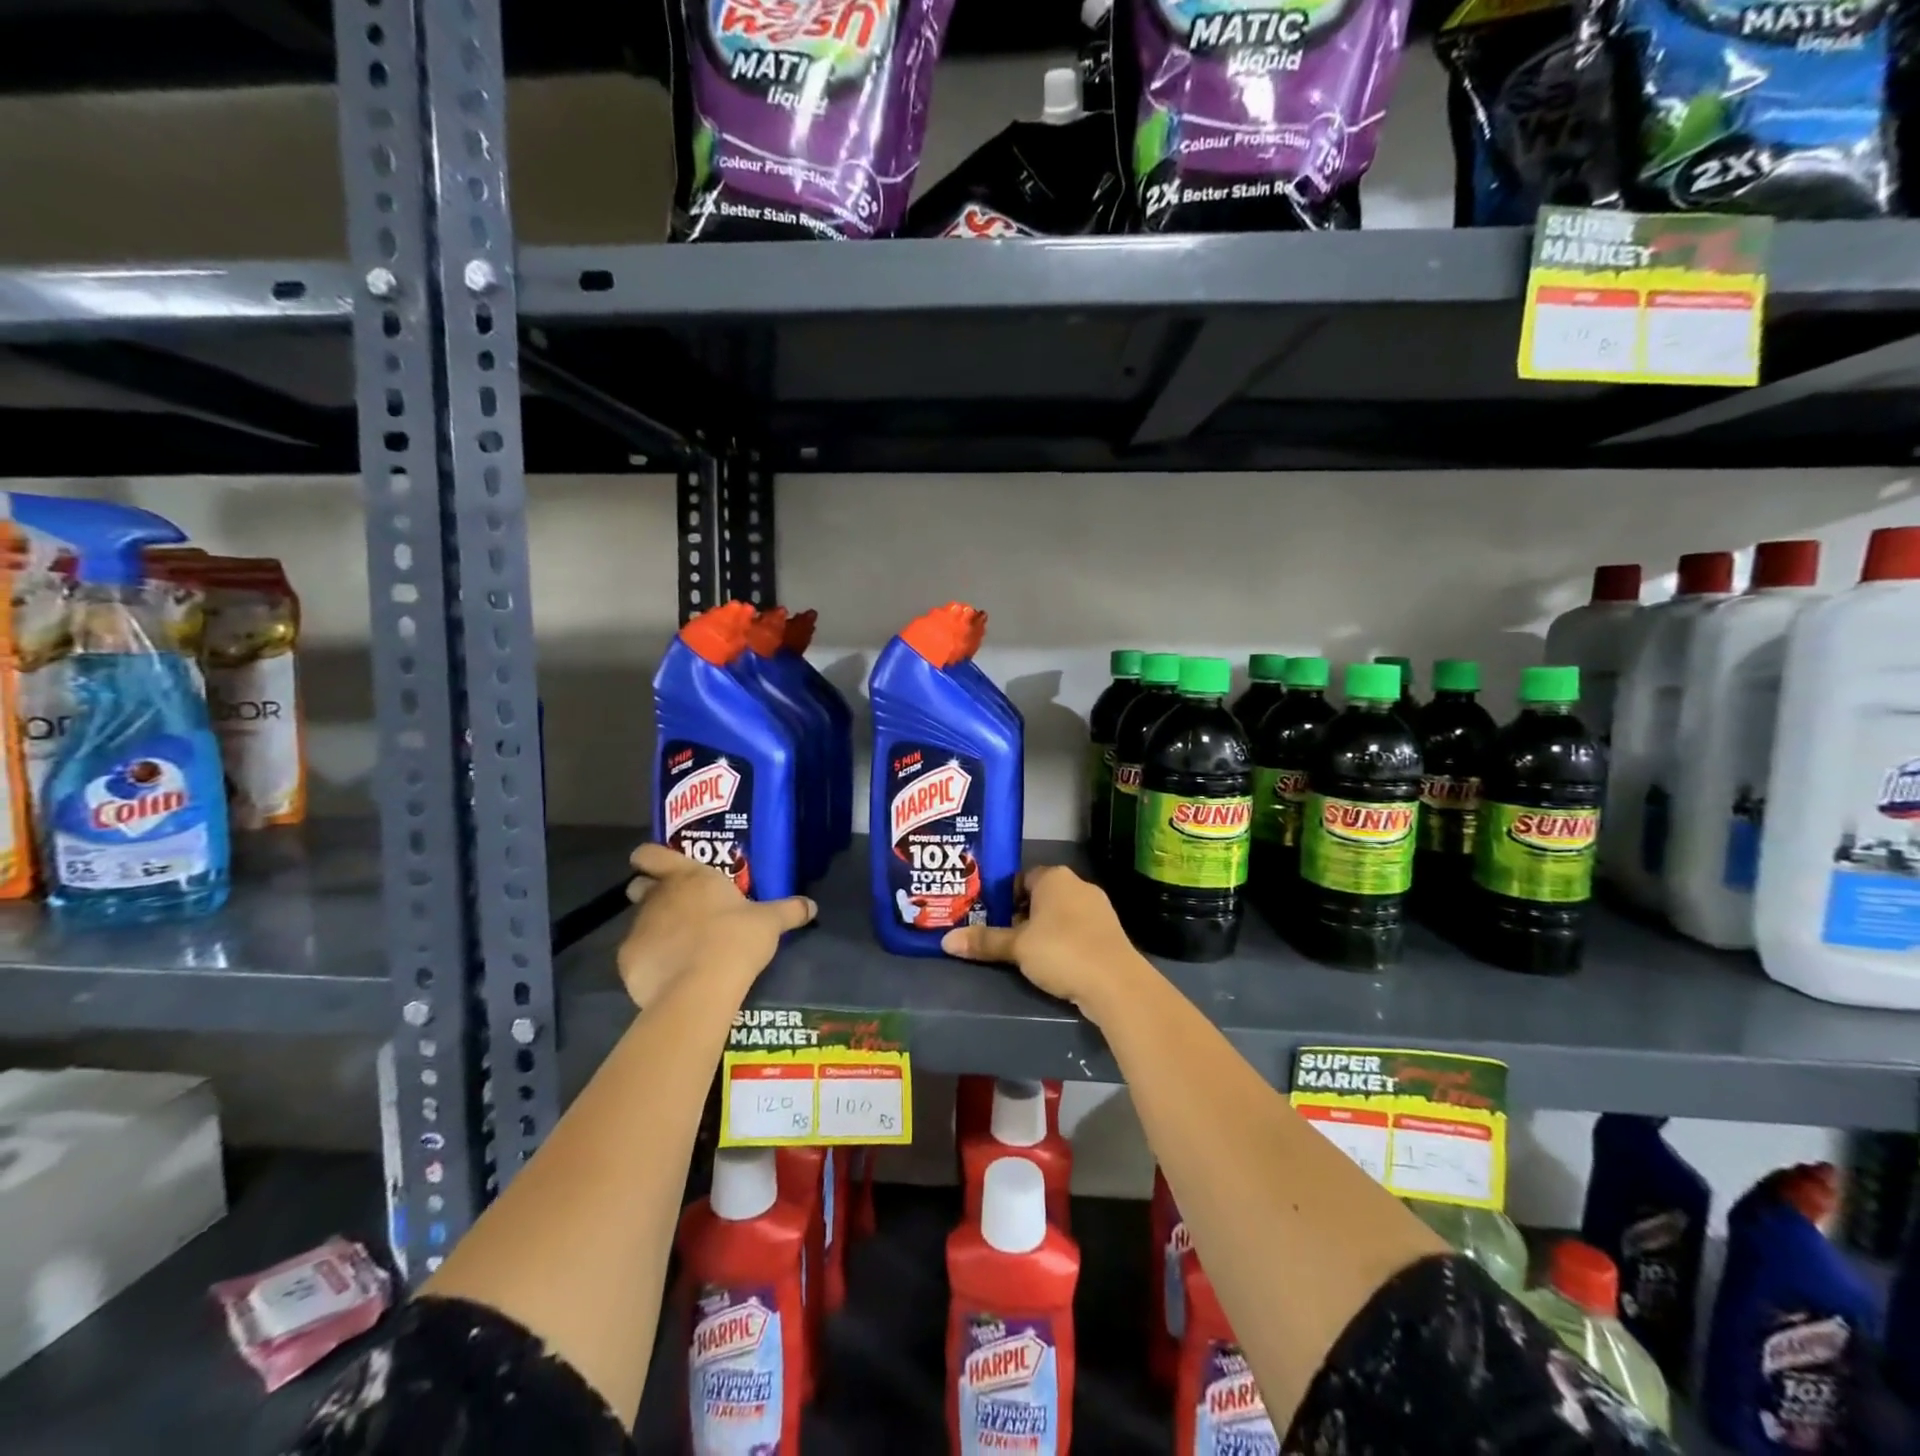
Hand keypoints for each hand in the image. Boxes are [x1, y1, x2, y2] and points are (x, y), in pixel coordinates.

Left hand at [616, 843, 816, 1008]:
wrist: (701, 987)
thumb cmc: (736, 939)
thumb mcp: (770, 922)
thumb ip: (789, 910)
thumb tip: (811, 906)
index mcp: (689, 877)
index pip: (652, 854)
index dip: (650, 857)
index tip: (657, 865)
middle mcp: (658, 896)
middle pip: (639, 886)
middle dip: (650, 893)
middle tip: (676, 908)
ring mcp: (638, 928)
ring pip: (638, 921)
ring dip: (654, 929)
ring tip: (678, 947)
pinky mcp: (628, 961)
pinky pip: (636, 956)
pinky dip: (648, 961)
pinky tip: (668, 974)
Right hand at [939, 865, 1146, 1016]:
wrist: (1116, 983)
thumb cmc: (1061, 951)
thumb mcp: (1017, 947)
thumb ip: (984, 942)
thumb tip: (946, 941)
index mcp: (1054, 877)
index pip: (1022, 878)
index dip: (1004, 897)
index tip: (990, 918)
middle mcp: (1078, 885)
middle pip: (1041, 896)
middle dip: (1022, 916)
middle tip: (1002, 938)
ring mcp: (1098, 909)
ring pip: (1060, 915)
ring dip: (1043, 931)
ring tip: (1024, 954)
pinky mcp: (1109, 933)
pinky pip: (1077, 931)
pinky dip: (1063, 943)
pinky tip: (1053, 964)